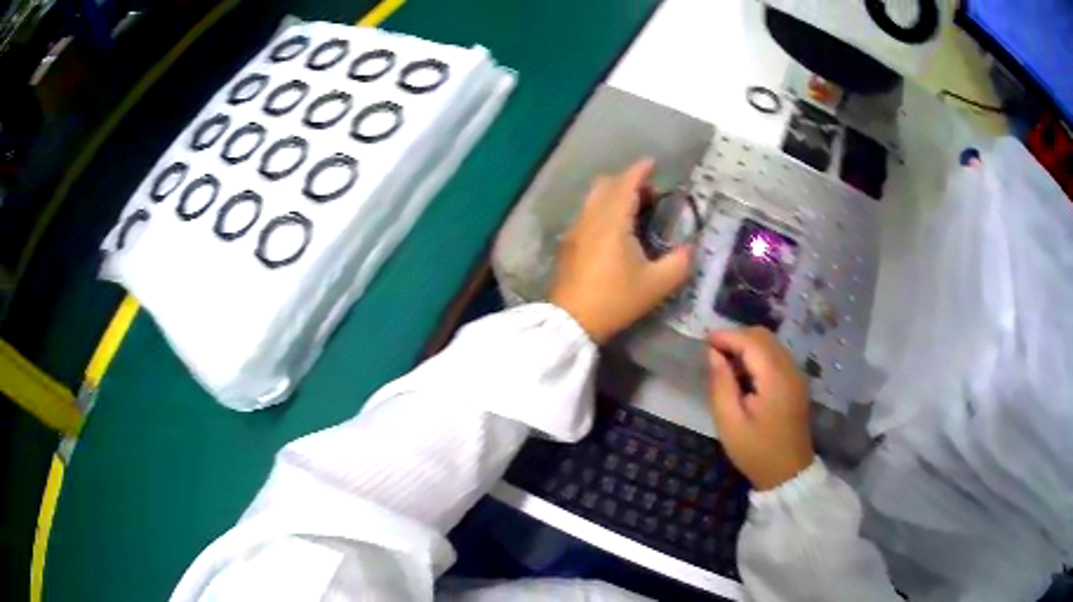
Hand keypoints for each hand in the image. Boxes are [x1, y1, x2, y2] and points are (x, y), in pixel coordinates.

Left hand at [549, 159, 691, 343]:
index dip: (639, 170)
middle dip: (626, 181)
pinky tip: (615, 231)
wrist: (571, 321)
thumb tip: (690, 248)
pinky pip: (587, 213)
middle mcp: (591, 218)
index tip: (652, 163)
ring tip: (634, 212)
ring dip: (613, 195)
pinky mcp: (569, 244)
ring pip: (593, 199)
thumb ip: (679, 263)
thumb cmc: (615, 299)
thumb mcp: (656, 285)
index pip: (625, 184)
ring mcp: (576, 230)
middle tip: (648, 194)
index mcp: (612, 221)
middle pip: (605, 185)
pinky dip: (602, 209)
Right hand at [707, 327, 813, 490]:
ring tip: (726, 364)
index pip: (750, 342)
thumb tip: (713, 354)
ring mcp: (796, 375)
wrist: (788, 474)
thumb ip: (721, 384)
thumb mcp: (729, 423)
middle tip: (713, 354)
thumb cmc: (756, 451)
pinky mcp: (796, 382)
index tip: (704, 342)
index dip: (726, 336)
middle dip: (737, 337)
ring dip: (747, 346)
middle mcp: (790, 369)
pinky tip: (744, 374)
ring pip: (771, 344)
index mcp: (775, 378)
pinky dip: (758, 355)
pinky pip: (776, 356)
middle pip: (763, 336)